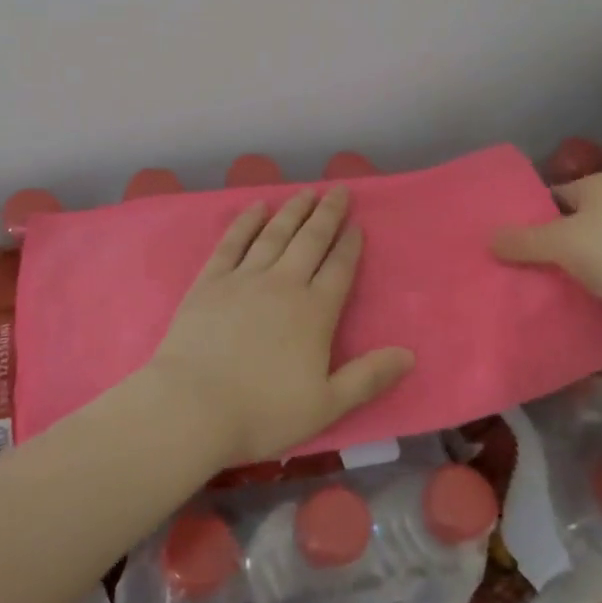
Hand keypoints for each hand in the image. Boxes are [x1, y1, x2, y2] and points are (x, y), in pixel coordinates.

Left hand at [143, 187, 414, 467]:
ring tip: (306, 192)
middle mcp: (283, 284)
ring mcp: (244, 278)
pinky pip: (233, 242)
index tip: (357, 225)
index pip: (339, 269)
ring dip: (293, 211)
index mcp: (314, 312)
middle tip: (338, 190)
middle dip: (327, 214)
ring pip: (275, 234)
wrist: (192, 406)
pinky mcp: (210, 280)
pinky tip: (256, 207)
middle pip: (310, 241)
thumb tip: (409, 354)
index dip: (350, 245)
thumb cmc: (262, 412)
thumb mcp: (326, 406)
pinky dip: (246, 222)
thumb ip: (368, 378)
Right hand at [490, 172, 601, 336]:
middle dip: (544, 245)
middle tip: (510, 263)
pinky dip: (585, 289)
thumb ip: (521, 240)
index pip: (556, 194)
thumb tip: (489, 239)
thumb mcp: (559, 241)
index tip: (505, 237)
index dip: (529, 214)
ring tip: (528, 285)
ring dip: (564, 270)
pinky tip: (560, 302)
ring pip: (586, 254)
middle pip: (570, 224)